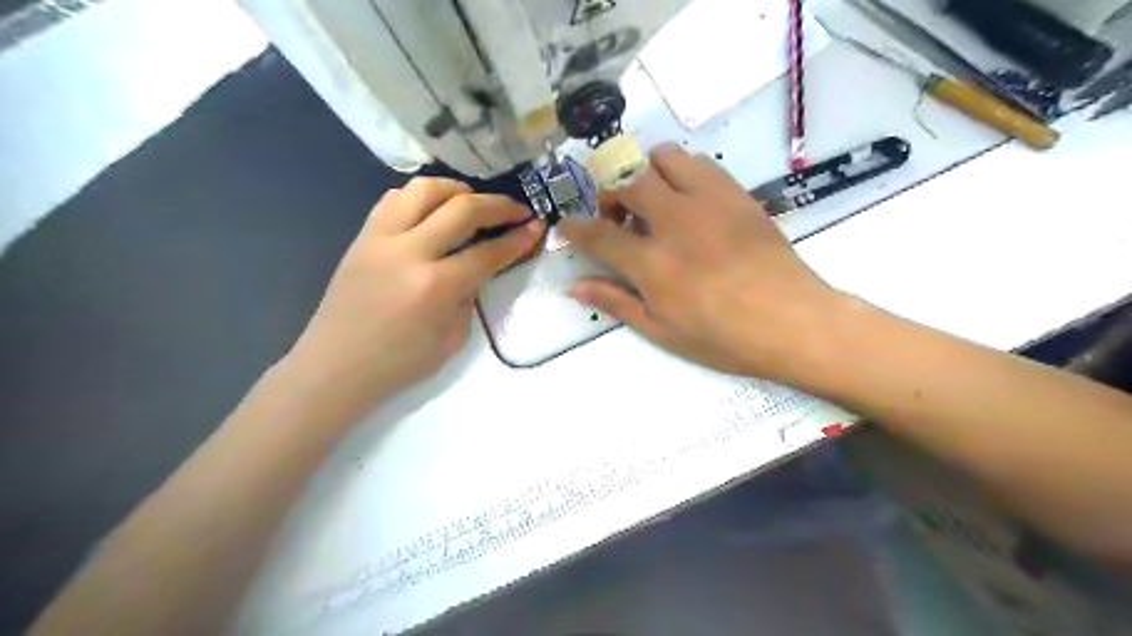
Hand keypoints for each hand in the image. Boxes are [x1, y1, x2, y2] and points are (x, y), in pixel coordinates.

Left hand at [288, 175, 543, 402]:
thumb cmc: (400, 363)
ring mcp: (380, 238)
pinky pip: (394, 199)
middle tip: (517, 209)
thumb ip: (470, 295)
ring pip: (424, 189)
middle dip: (499, 205)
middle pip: (462, 208)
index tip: (537, 226)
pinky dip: (422, 197)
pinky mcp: (362, 236)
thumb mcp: (453, 337)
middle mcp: (409, 252)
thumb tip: (478, 266)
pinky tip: (434, 211)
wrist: (336, 366)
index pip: (488, 252)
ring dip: (457, 189)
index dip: (518, 238)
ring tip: (474, 202)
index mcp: (436, 286)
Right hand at [562, 144, 837, 382]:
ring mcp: (708, 202)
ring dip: (645, 174)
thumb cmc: (723, 338)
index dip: (575, 227)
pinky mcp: (736, 194)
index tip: (566, 224)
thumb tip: (574, 287)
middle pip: (625, 178)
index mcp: (653, 264)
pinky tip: (686, 203)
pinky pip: (699, 163)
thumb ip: (616, 302)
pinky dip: (680, 173)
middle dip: (607, 190)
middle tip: (614, 215)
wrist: (793, 322)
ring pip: (662, 157)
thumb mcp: (662, 331)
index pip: (598, 234)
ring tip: (651, 204)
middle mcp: (675, 222)